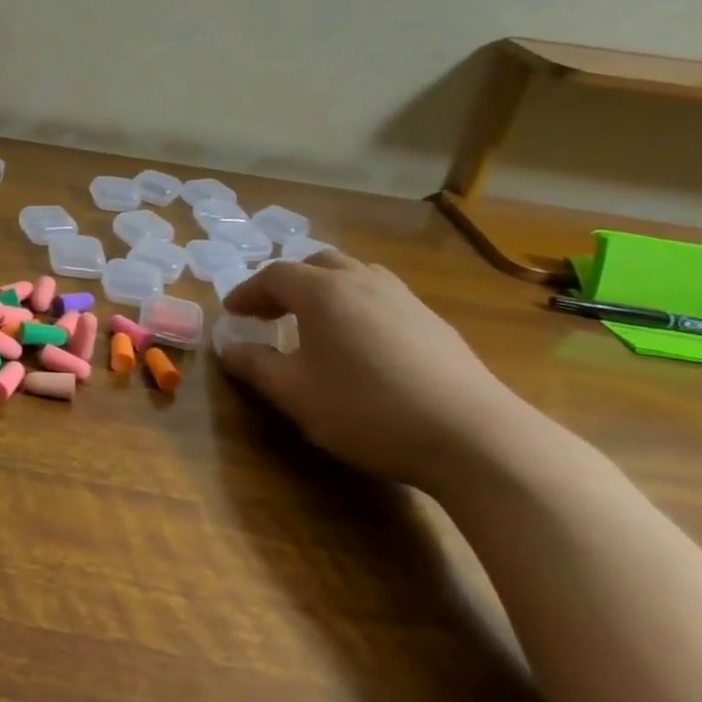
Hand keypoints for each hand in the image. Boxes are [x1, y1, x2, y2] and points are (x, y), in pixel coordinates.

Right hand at [217, 250, 535, 493]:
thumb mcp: (295, 394)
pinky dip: (358, 306)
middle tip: (270, 312)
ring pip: (356, 275)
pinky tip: (362, 344)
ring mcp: (405, 299)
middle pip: (317, 264)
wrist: (474, 437)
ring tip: (315, 321)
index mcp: (323, 292)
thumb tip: (227, 348)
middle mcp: (363, 282)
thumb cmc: (367, 409)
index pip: (274, 276)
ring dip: (326, 289)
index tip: (232, 313)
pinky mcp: (435, 323)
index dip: (247, 292)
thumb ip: (254, 366)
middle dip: (287, 283)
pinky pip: (383, 297)